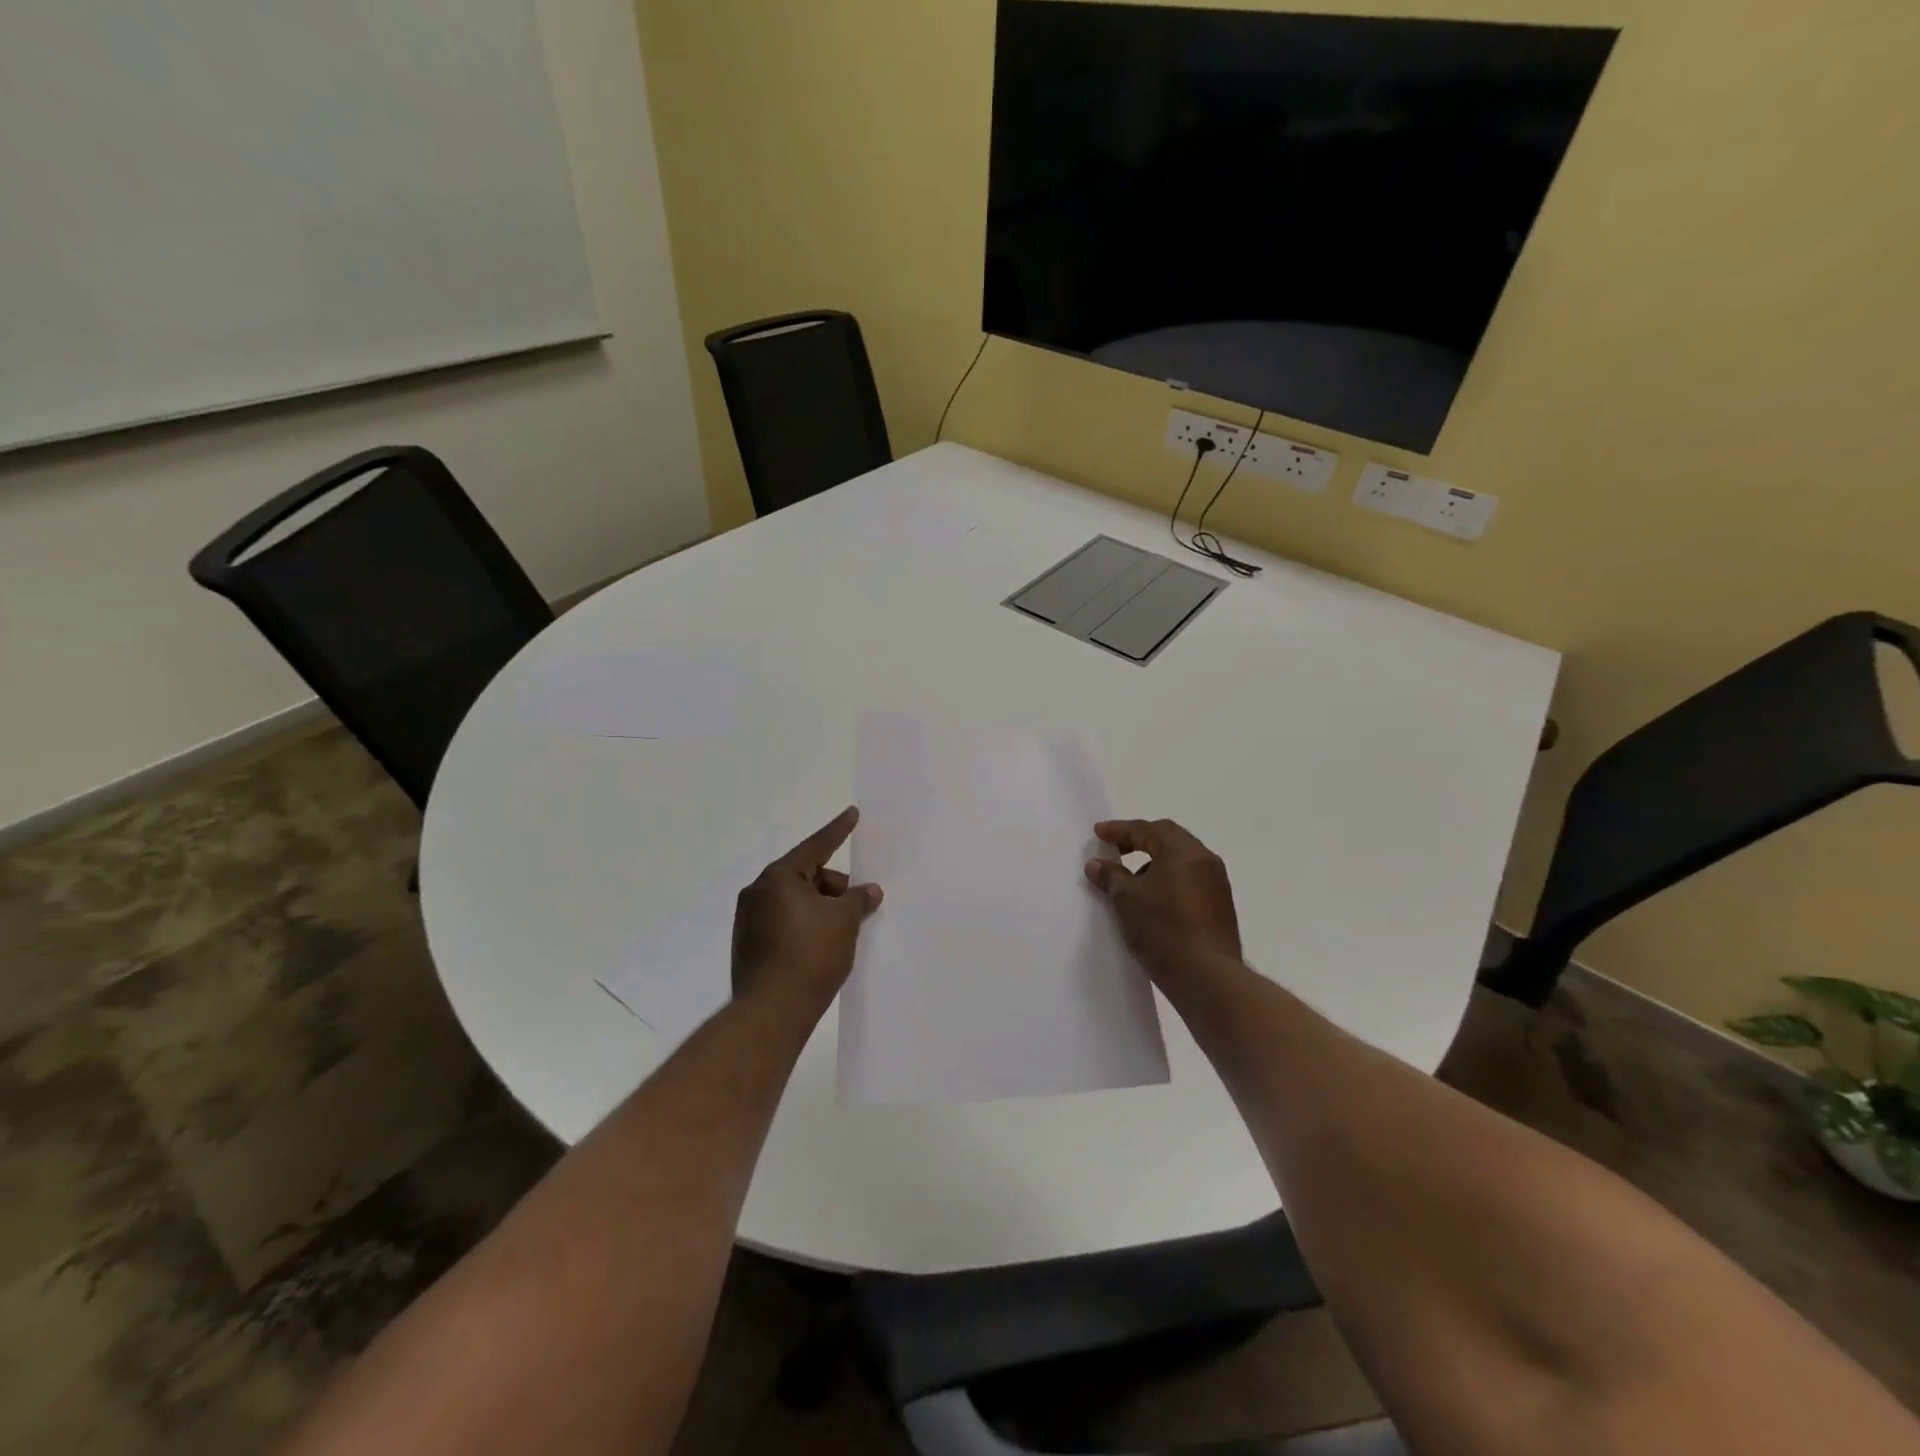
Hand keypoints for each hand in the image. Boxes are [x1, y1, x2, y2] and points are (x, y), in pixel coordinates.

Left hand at [732, 807, 882, 1016]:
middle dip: (835, 887)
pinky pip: (785, 922)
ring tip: (845, 931)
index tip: (853, 813)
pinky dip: (806, 925)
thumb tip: (869, 890)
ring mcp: (749, 920)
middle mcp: (758, 892)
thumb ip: (860, 899)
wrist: (771, 1013)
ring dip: (822, 908)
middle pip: (807, 876)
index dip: (839, 831)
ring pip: (796, 901)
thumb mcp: (844, 921)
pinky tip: (824, 946)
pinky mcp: (749, 945)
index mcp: (778, 878)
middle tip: (860, 905)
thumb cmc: (810, 956)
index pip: (816, 846)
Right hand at [1085, 819, 1241, 990]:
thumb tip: (1097, 863)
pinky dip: (1169, 880)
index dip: (1120, 830)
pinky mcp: (1220, 907)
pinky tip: (1153, 900)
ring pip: (1181, 861)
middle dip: (1140, 841)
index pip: (1147, 829)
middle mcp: (1205, 860)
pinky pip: (1190, 880)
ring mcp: (1217, 884)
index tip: (1098, 834)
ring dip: (1155, 862)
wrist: (1207, 978)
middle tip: (1116, 849)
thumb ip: (1110, 876)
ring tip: (1131, 879)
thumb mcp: (1126, 900)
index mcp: (1183, 851)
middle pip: (1169, 839)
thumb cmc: (1162, 930)